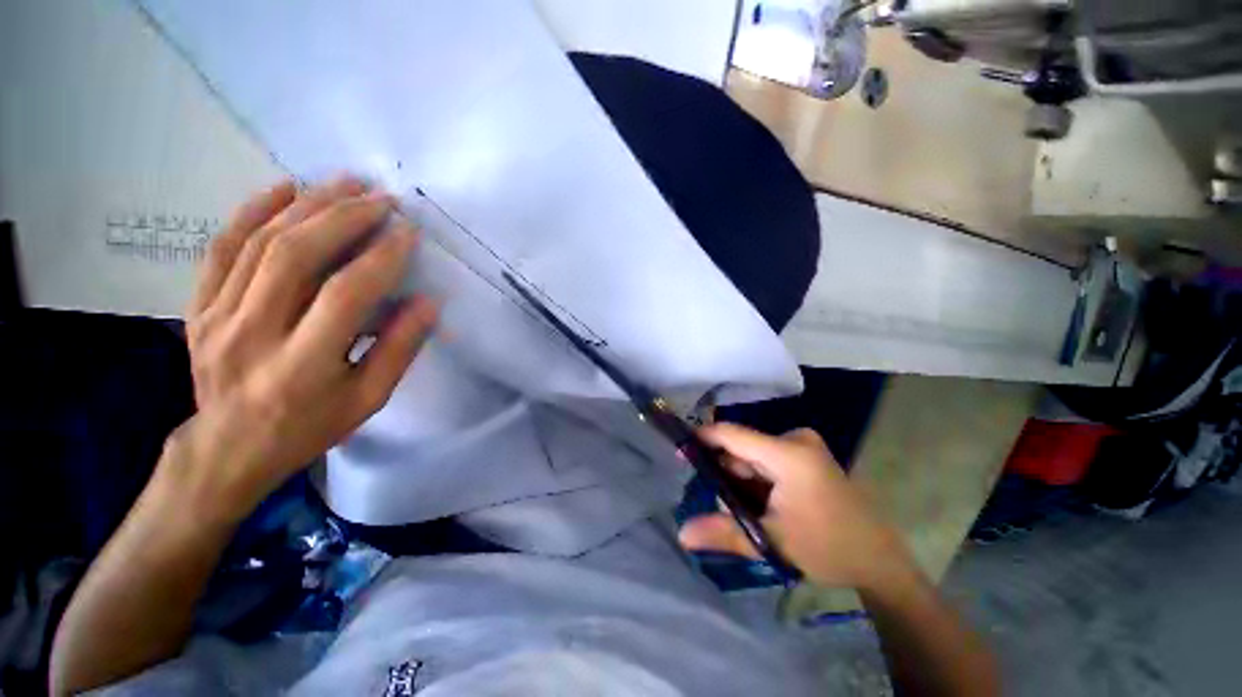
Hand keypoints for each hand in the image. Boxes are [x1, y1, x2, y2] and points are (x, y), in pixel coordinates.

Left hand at [176, 176, 436, 520]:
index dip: (381, 258)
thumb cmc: (310, 426)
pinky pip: (222, 247)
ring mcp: (216, 316)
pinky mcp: (199, 306)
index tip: (408, 232)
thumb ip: (399, 349)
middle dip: (344, 217)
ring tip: (345, 183)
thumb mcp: (369, 399)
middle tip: (381, 197)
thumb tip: (429, 302)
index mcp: (303, 366)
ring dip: (307, 204)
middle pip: (296, 256)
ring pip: (260, 242)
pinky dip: (252, 210)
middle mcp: (253, 334)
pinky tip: (284, 189)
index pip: (345, 295)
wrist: (229, 447)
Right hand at [678, 423, 912, 589]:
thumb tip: (682, 533)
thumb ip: (725, 533)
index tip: (680, 453)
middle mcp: (795, 440)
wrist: (879, 560)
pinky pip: (768, 459)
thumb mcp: (772, 542)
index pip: (733, 434)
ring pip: (753, 455)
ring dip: (741, 479)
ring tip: (744, 510)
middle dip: (726, 473)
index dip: (703, 439)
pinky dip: (756, 478)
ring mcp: (803, 445)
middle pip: (743, 448)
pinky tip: (761, 503)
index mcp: (789, 454)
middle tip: (722, 505)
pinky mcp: (807, 454)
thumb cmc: (828, 548)